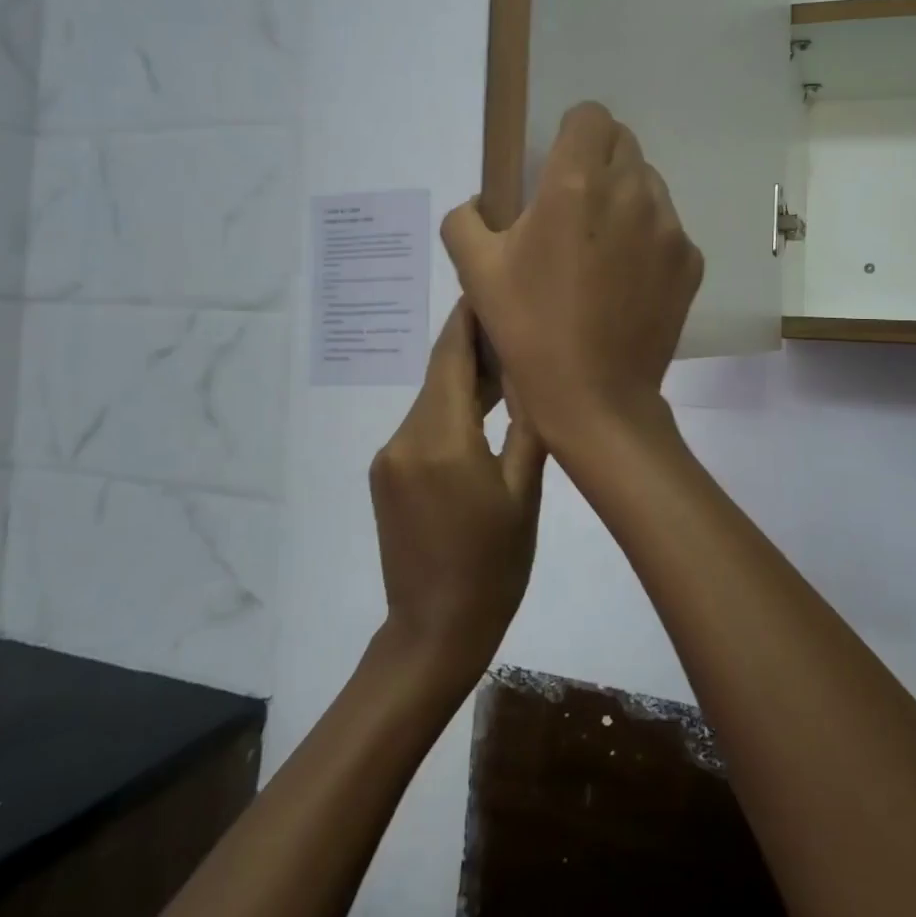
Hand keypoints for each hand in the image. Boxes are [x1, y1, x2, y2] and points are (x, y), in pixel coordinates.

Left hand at [369, 302, 546, 685]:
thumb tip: (529, 374)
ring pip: (433, 399)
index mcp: (441, 440)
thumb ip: (525, 426)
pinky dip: (452, 410)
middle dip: (475, 347)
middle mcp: (404, 437)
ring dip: (465, 380)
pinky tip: (482, 411)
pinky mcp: (386, 473)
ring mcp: (390, 456)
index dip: (469, 318)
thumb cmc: (493, 566)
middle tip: (517, 324)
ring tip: (509, 364)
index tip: (490, 285)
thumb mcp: (524, 494)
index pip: (451, 357)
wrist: (434, 630)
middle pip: (440, 375)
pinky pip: (423, 426)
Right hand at [442, 103, 702, 449]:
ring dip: (625, 199)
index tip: (557, 166)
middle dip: (597, 162)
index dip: (571, 133)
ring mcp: (669, 228)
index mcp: (577, 184)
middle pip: (623, 144)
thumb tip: (481, 203)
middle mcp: (632, 192)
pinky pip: (668, 228)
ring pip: (649, 185)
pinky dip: (648, 239)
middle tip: (574, 209)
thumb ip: (466, 220)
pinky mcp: (690, 261)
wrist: (595, 397)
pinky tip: (627, 281)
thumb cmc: (529, 330)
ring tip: (601, 249)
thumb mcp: (475, 272)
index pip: (590, 116)